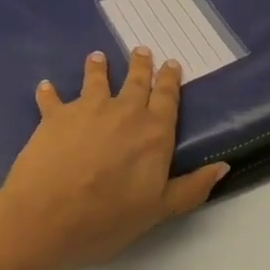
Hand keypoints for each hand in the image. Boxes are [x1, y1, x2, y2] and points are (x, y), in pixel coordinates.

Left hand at [0, 48, 228, 269]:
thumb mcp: (159, 211)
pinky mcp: (54, 116)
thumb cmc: (107, 218)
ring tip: (98, 57)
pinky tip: (45, 86)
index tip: (171, 63)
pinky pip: (52, 98)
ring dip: (98, 68)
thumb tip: (223, 166)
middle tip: (141, 50)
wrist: (45, 218)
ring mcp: (87, 110)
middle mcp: (124, 112)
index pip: (166, 97)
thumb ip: (192, 188)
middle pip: (136, 82)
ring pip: (96, 81)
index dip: (170, 79)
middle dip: (140, 65)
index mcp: (154, 132)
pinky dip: (49, 92)